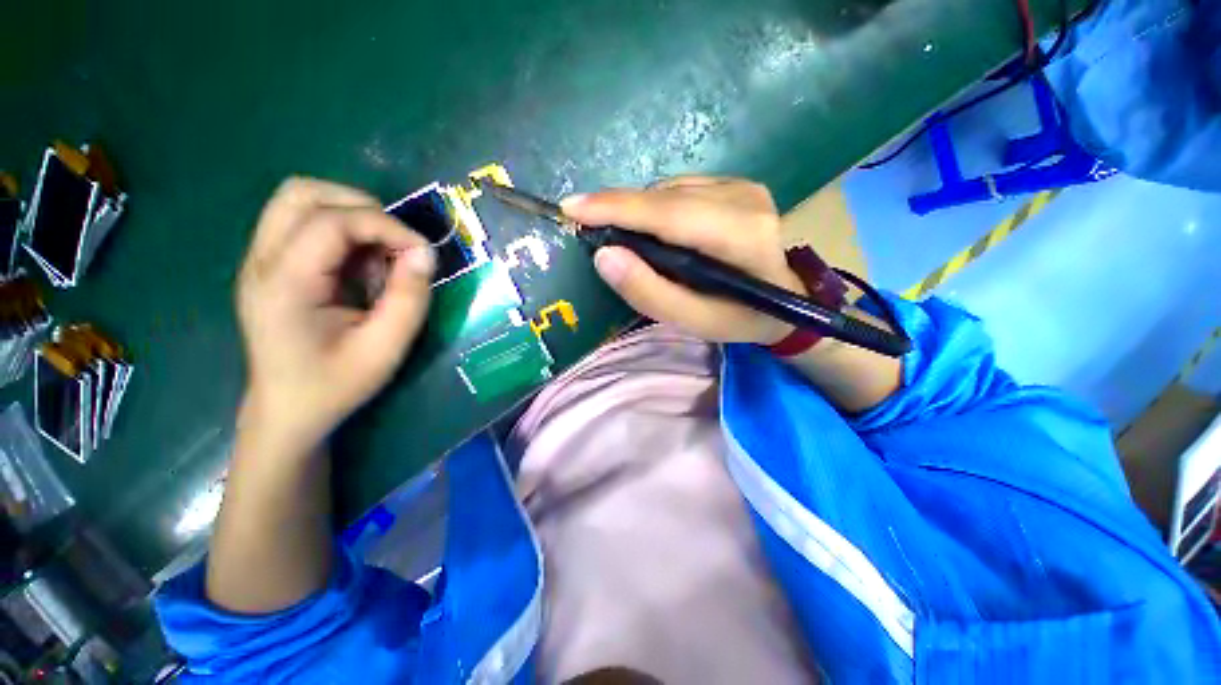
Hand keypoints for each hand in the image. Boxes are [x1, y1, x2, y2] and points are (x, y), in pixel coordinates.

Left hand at [236, 178, 434, 451]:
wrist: (288, 410)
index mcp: (284, 285)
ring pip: (299, 199)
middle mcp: (261, 261)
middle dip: (363, 208)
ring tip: (379, 252)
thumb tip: (425, 253)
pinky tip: (360, 264)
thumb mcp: (386, 348)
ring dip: (350, 214)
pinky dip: (342, 229)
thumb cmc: (336, 385)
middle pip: (303, 193)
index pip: (330, 222)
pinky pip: (304, 222)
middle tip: (397, 244)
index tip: (424, 252)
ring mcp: (260, 260)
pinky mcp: (270, 265)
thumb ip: (409, 298)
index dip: (386, 226)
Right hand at [561, 176, 803, 344]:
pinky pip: (680, 190)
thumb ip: (650, 293)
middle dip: (618, 209)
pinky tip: (658, 232)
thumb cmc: (741, 318)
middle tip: (586, 226)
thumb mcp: (694, 321)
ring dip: (638, 212)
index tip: (571, 208)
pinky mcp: (738, 184)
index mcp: (741, 236)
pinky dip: (657, 209)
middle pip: (664, 197)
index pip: (668, 213)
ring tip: (630, 241)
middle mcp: (744, 198)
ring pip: (668, 191)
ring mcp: (743, 186)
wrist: (786, 300)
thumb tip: (604, 255)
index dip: (616, 208)